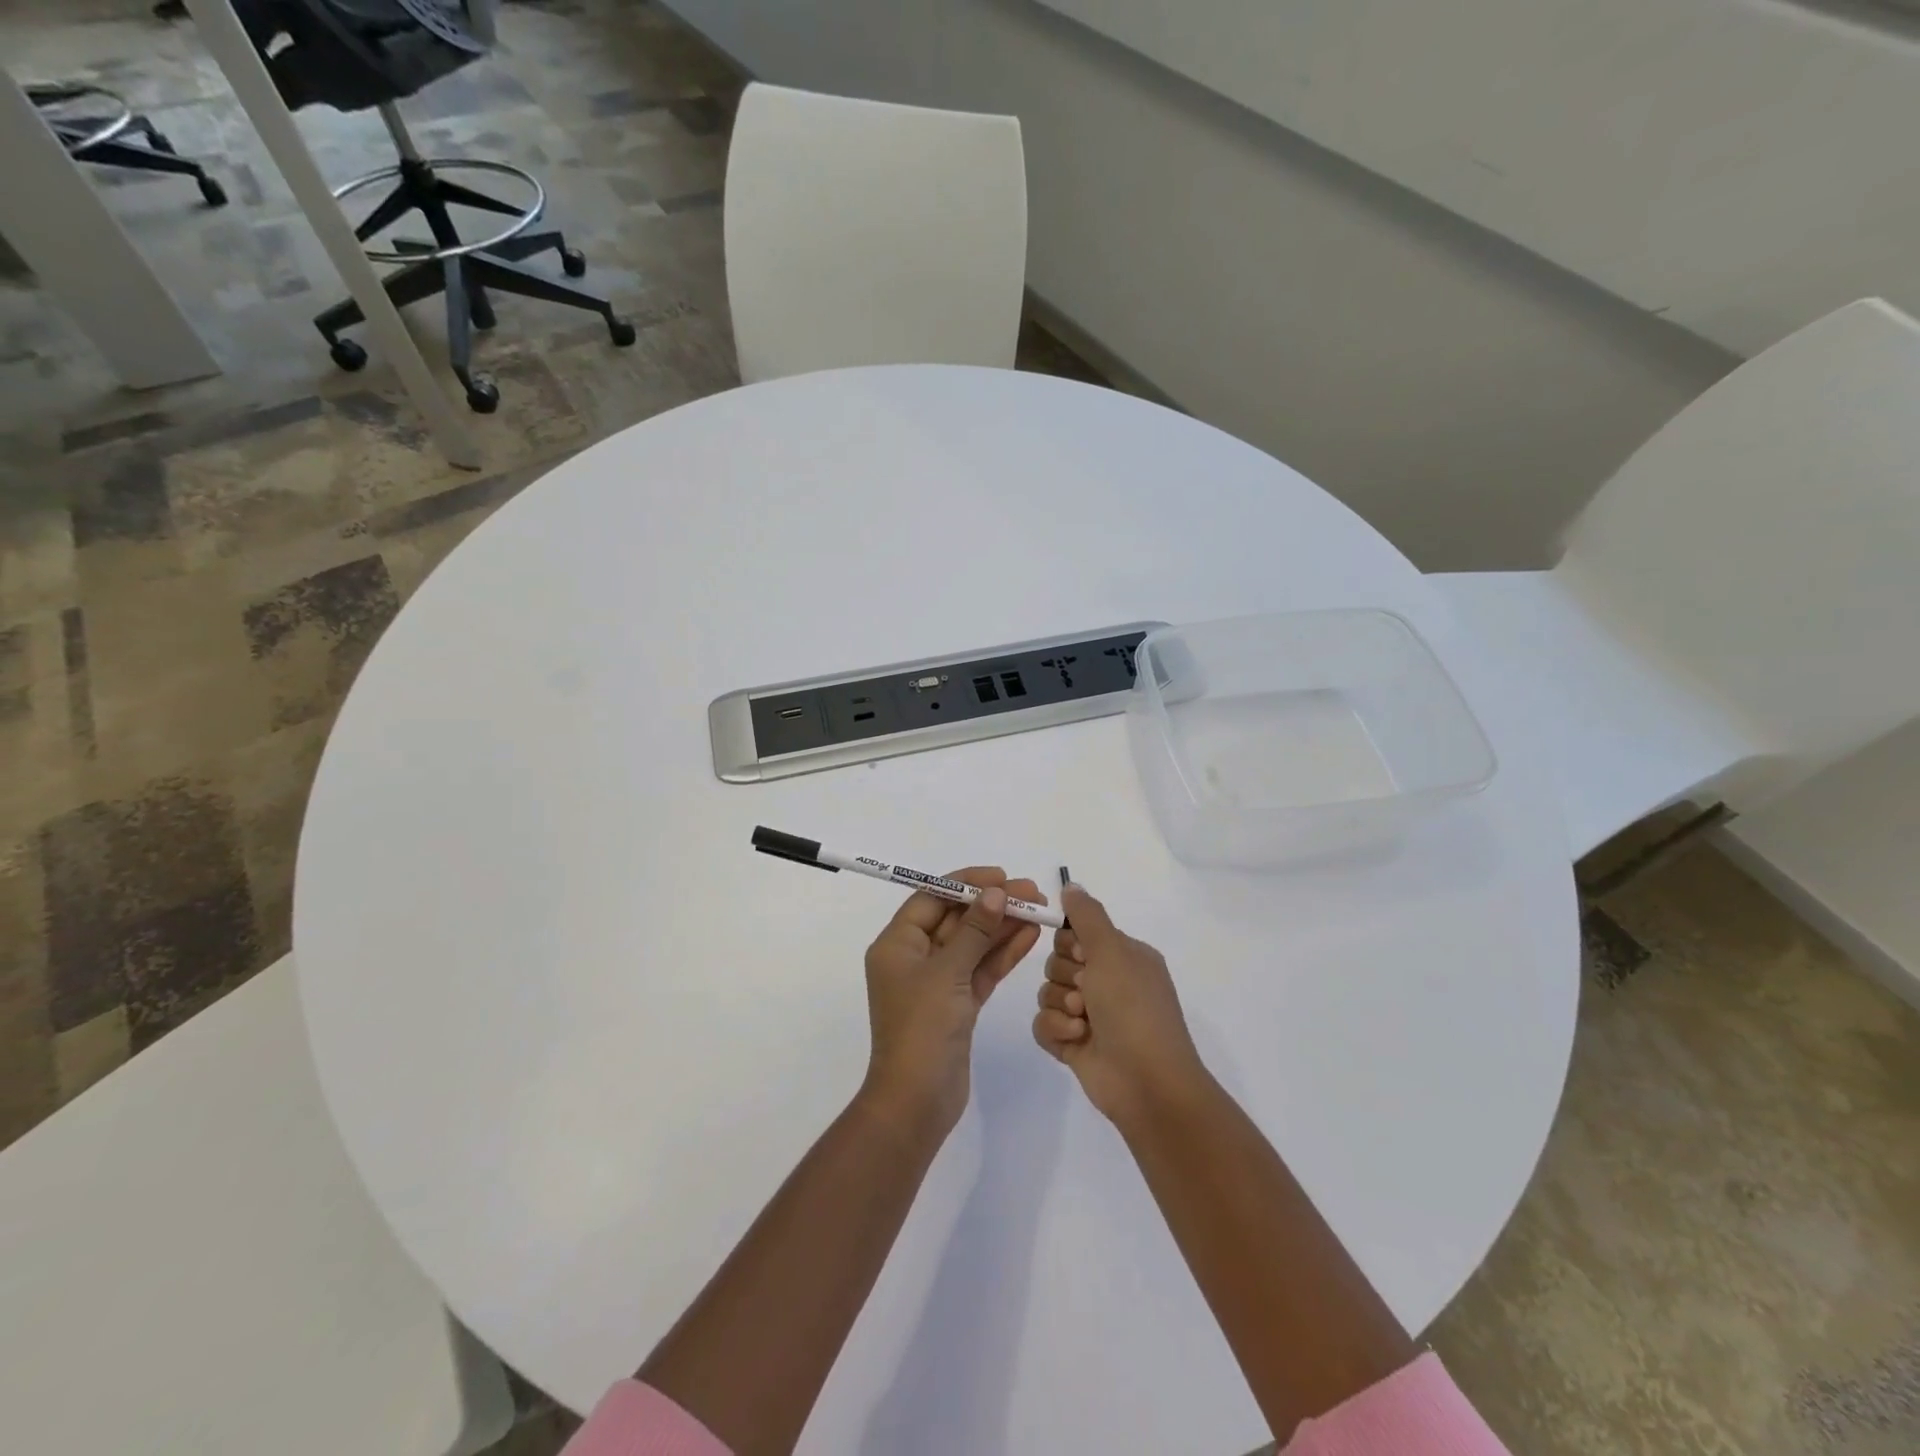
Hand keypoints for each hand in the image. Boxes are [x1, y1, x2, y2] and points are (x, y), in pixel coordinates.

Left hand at [863, 868, 1045, 1133]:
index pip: (931, 898)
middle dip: (991, 904)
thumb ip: (974, 931)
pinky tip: (1030, 936)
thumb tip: (994, 893)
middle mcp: (914, 958)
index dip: (965, 884)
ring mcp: (937, 983)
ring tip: (1039, 910)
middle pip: (956, 919)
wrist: (917, 1102)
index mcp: (897, 945)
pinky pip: (981, 969)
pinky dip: (1003, 954)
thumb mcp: (947, 973)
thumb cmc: (922, 1029)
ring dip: (1003, 927)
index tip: (1000, 876)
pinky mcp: (958, 1005)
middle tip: (1031, 892)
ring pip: (973, 944)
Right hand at [1032, 885, 1208, 1125]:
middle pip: (1057, 962)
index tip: (1080, 956)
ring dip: (1061, 1006)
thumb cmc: (1133, 1009)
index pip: (1077, 933)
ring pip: (1047, 993)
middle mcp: (1107, 982)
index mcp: (1123, 957)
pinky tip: (1075, 1040)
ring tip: (1084, 1022)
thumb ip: (1087, 916)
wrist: (1147, 1083)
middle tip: (1086, 992)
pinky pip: (1043, 1024)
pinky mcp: (1074, 1044)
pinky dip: (1056, 1030)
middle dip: (1064, 977)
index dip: (1070, 944)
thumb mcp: (1112, 951)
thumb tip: (1071, 885)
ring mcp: (1090, 1015)